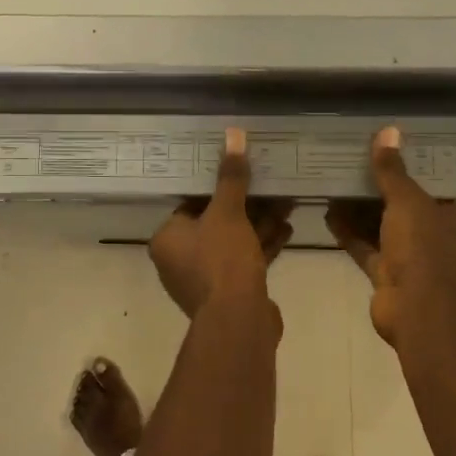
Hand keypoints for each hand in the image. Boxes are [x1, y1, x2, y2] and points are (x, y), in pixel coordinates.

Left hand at [150, 128, 294, 318]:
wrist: (240, 320)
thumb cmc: (222, 260)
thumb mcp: (228, 212)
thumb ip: (231, 176)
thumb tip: (233, 134)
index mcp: (167, 239)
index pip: (190, 204)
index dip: (217, 189)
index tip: (241, 174)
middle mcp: (179, 260)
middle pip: (215, 223)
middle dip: (247, 206)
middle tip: (271, 188)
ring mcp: (204, 279)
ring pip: (233, 243)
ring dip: (259, 224)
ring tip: (287, 203)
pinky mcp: (228, 293)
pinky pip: (244, 261)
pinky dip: (262, 246)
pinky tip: (288, 229)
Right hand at [326, 128, 455, 344]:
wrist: (418, 309)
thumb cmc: (424, 248)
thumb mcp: (408, 201)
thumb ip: (393, 170)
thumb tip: (388, 131)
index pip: (434, 186)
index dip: (410, 169)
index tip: (386, 152)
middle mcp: (437, 237)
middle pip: (404, 207)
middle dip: (378, 190)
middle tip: (353, 165)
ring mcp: (411, 259)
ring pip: (382, 228)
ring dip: (360, 211)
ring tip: (335, 184)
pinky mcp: (388, 276)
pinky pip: (366, 248)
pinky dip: (349, 233)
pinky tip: (328, 213)